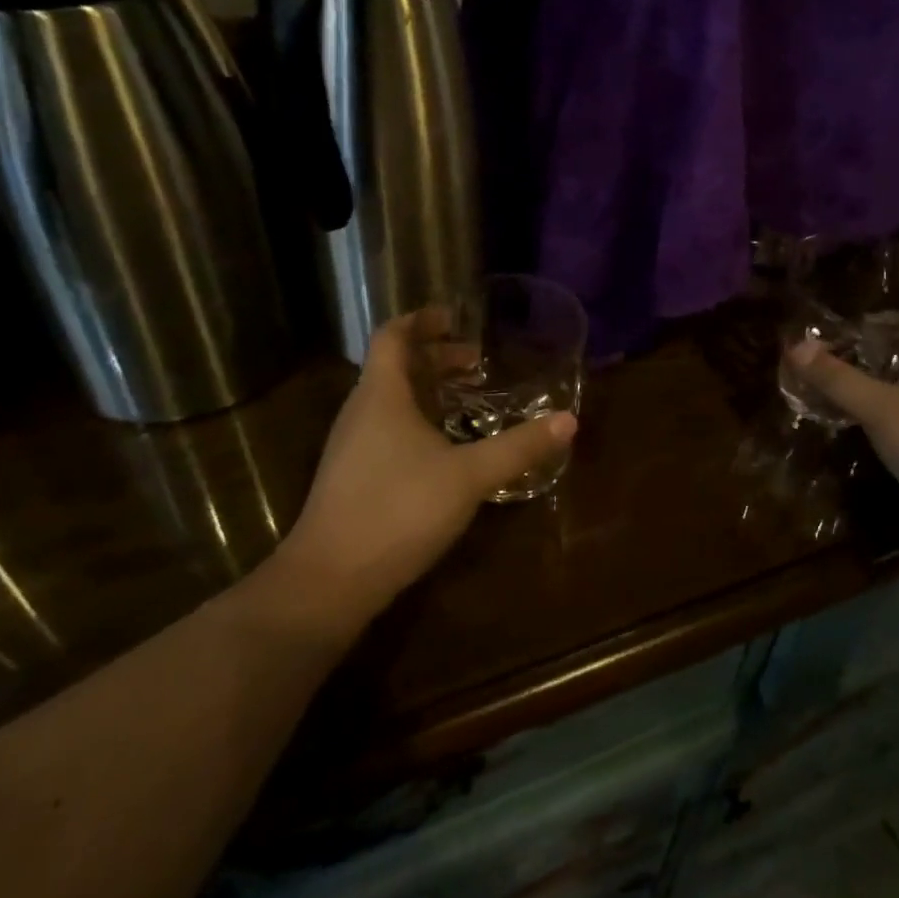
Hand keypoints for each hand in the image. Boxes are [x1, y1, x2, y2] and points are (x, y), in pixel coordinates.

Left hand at [270, 309, 576, 630]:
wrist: (329, 580)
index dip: (421, 320)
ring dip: (427, 390)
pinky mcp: (352, 476)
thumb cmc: (398, 509)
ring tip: (466, 398)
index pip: (393, 336)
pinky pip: (386, 428)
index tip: (454, 316)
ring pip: (390, 399)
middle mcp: (361, 411)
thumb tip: (568, 422)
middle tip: (476, 361)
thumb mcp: (469, 475)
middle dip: (435, 357)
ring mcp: (351, 445)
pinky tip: (444, 447)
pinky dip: (416, 420)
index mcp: (382, 395)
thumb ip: (518, 447)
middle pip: (394, 366)